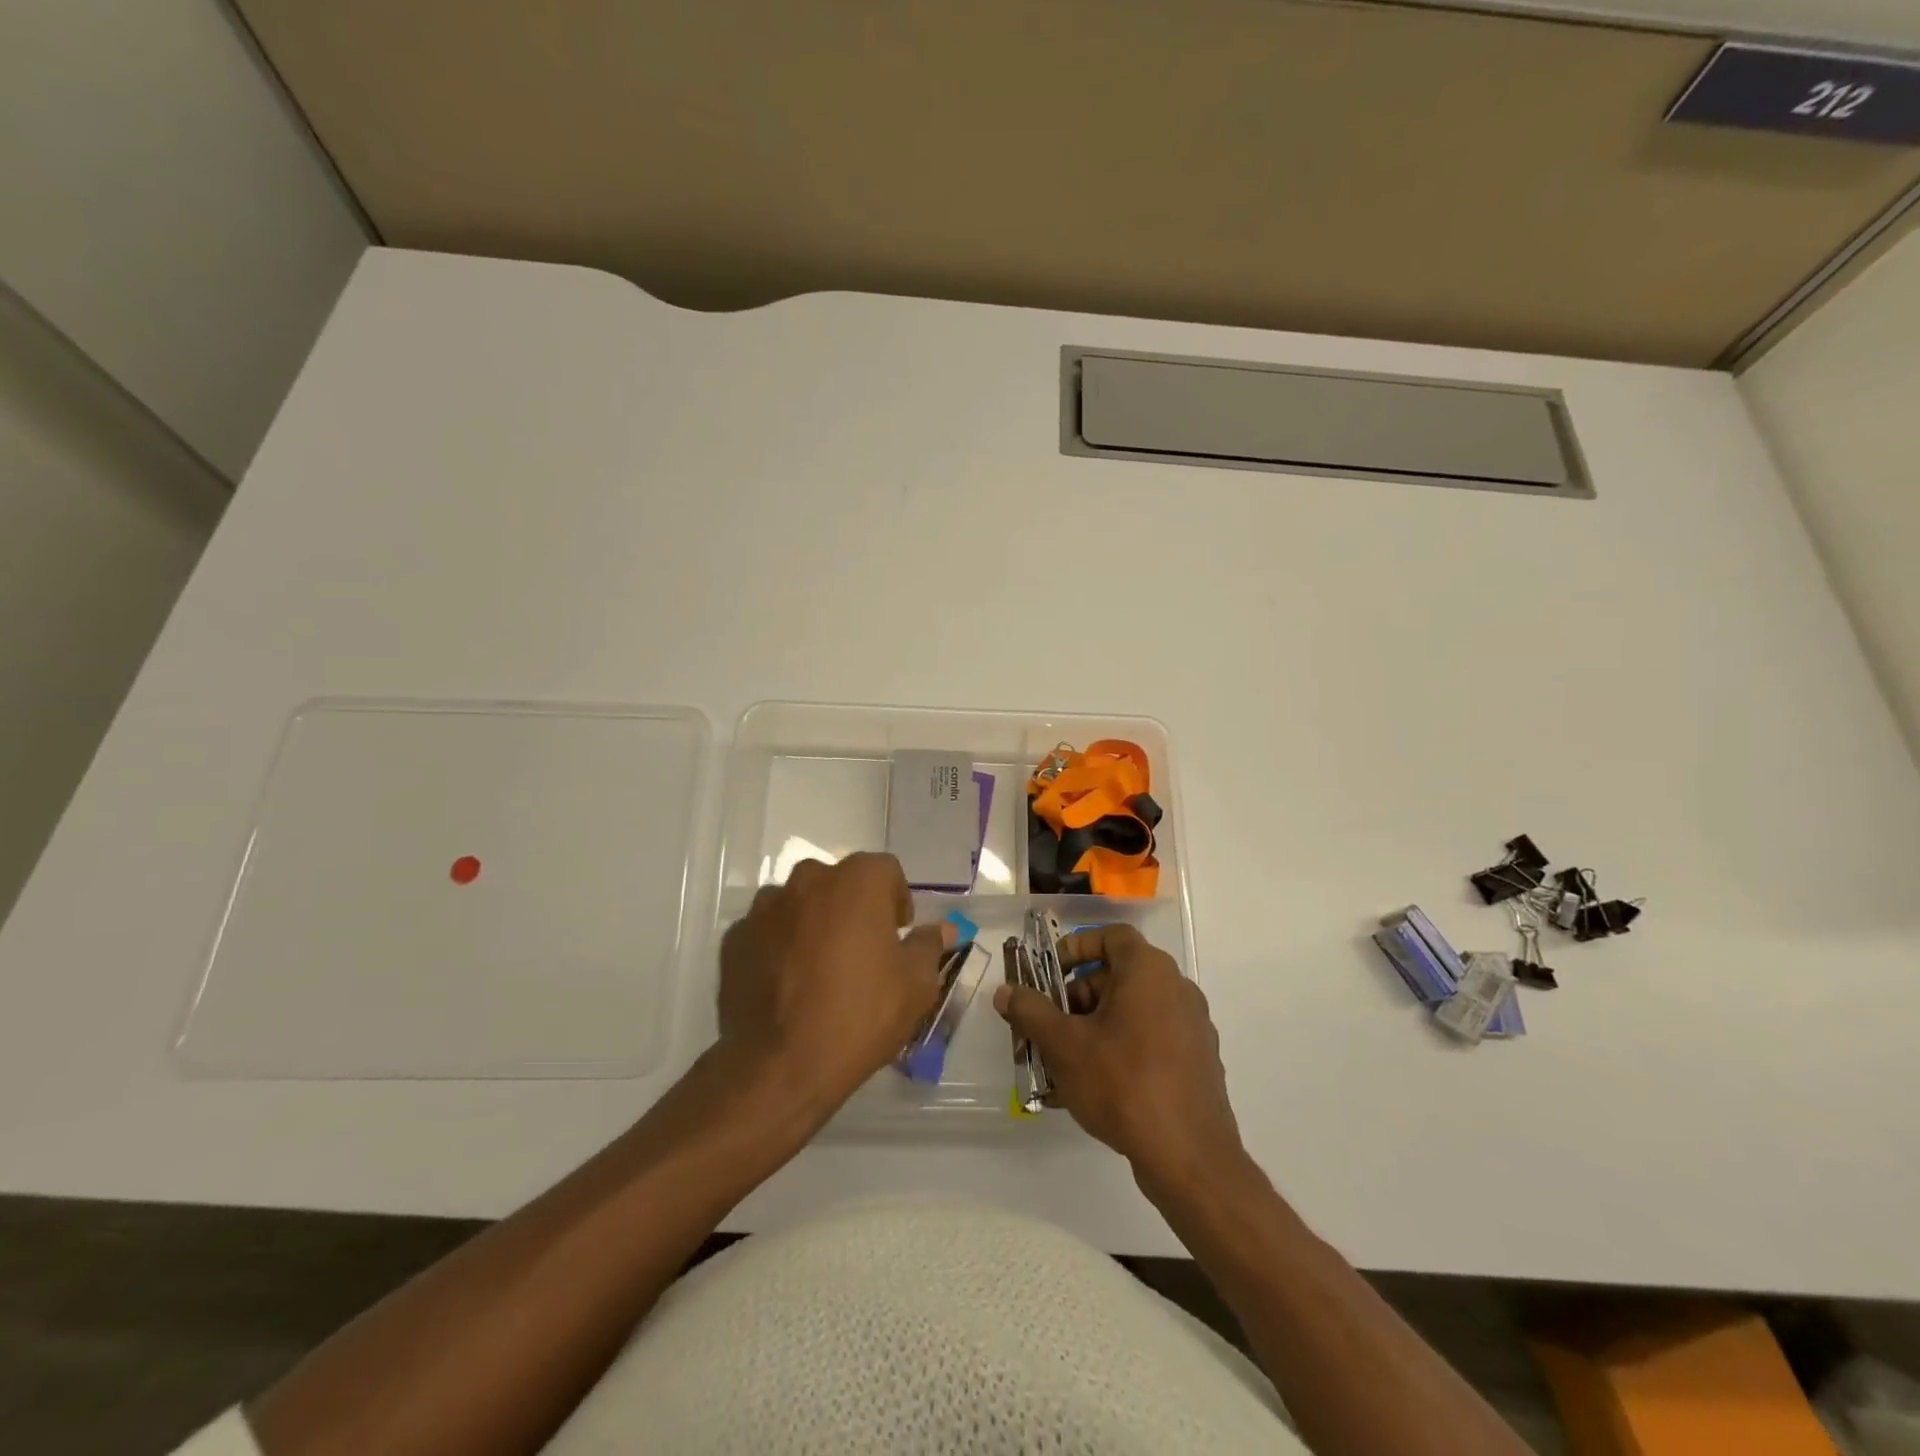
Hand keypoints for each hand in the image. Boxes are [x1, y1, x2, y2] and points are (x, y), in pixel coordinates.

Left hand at [717, 853, 949, 1116]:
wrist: (780, 1066)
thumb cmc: (859, 1016)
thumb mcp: (915, 986)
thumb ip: (929, 946)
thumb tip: (944, 930)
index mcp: (856, 882)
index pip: (886, 870)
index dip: (896, 898)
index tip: (898, 933)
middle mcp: (808, 880)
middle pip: (839, 882)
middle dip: (853, 906)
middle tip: (861, 950)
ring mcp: (766, 908)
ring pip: (800, 903)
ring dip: (813, 922)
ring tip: (819, 968)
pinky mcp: (735, 938)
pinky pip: (767, 930)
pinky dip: (779, 945)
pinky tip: (786, 983)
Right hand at [994, 924, 1243, 1189]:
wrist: (1190, 1156)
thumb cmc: (1123, 1084)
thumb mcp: (1064, 1045)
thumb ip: (1031, 1012)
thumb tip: (1005, 992)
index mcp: (1149, 971)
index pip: (1111, 936)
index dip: (1078, 947)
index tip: (1052, 972)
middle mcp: (1177, 988)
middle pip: (1120, 974)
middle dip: (1080, 994)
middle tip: (1052, 1024)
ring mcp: (1193, 1025)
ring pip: (1135, 1009)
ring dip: (1098, 1023)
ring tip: (1068, 1058)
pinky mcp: (1199, 1060)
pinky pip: (1153, 1037)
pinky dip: (1124, 1046)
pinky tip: (1100, 1083)